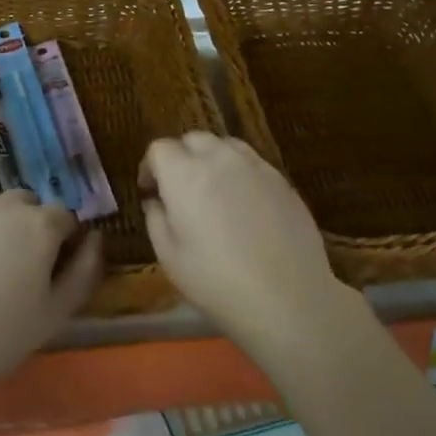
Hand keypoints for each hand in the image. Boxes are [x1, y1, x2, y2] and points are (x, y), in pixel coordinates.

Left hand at [0, 191, 102, 400]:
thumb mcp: (57, 313)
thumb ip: (85, 270)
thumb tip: (95, 238)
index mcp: (39, 224)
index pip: (64, 217)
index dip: (63, 241)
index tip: (52, 269)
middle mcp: (0, 205)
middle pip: (24, 204)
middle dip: (28, 226)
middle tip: (15, 268)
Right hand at [140, 133, 360, 356]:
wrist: (286, 297)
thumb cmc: (215, 281)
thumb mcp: (169, 256)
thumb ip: (156, 219)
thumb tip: (156, 201)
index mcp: (185, 174)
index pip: (160, 148)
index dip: (149, 166)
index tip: (150, 190)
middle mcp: (221, 159)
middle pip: (194, 139)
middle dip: (181, 156)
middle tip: (178, 188)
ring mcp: (257, 167)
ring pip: (227, 146)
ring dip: (212, 159)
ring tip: (212, 190)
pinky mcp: (283, 181)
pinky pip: (254, 164)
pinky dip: (240, 173)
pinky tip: (244, 204)